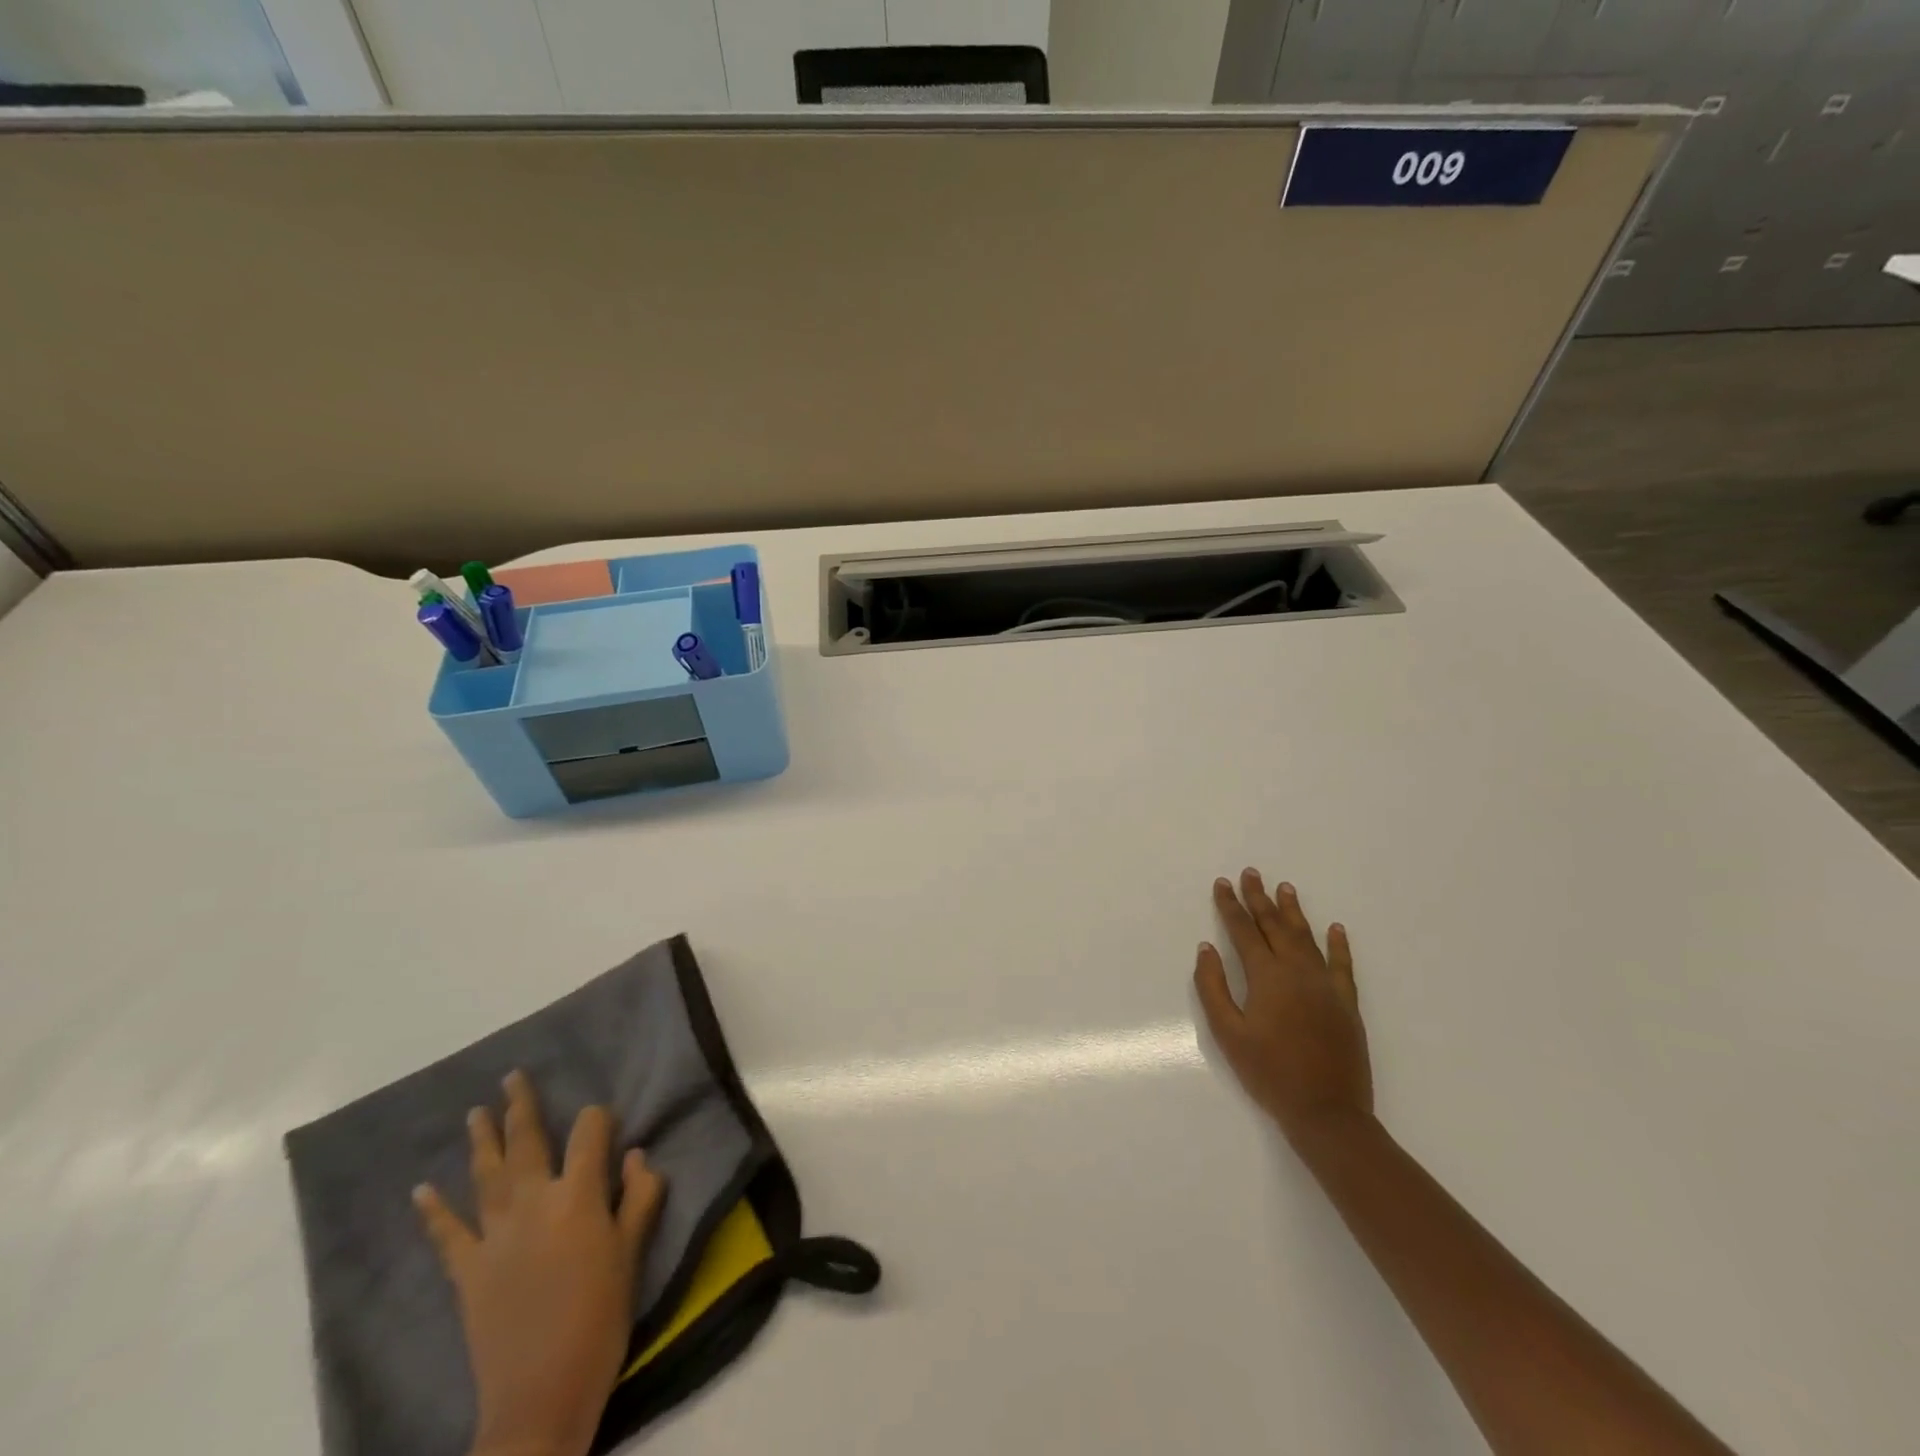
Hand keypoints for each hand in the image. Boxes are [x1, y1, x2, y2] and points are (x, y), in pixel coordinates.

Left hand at [414, 1071, 664, 1455]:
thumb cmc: (599, 1317)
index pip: (590, 1133)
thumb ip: (638, 1198)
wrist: (540, 1395)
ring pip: (486, 1175)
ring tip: (475, 1113)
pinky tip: (422, 1189)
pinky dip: (434, 1211)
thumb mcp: (633, 1255)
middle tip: (511, 1077)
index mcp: (578, 1195)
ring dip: (481, 1140)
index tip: (604, 1120)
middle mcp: (533, 1203)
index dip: (598, 1119)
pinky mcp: (467, 1271)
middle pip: (528, 1142)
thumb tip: (637, 1155)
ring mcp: (495, 1236)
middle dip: (521, 1107)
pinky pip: (447, 1234)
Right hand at [1194, 870, 1372, 1142]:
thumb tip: (1207, 948)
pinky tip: (1336, 928)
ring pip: (1307, 937)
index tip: (1222, 883)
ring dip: (1294, 911)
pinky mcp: (1346, 1003)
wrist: (1327, 1111)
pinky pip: (1342, 964)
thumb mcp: (1228, 1033)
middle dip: (1259, 898)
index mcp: (1266, 976)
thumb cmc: (1269, 1072)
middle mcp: (1297, 971)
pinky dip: (1338, 944)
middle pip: (1275, 926)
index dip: (1230, 905)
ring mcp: (1325, 985)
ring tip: (1285, 888)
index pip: (1243, 930)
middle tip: (1251, 873)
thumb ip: (1213, 987)